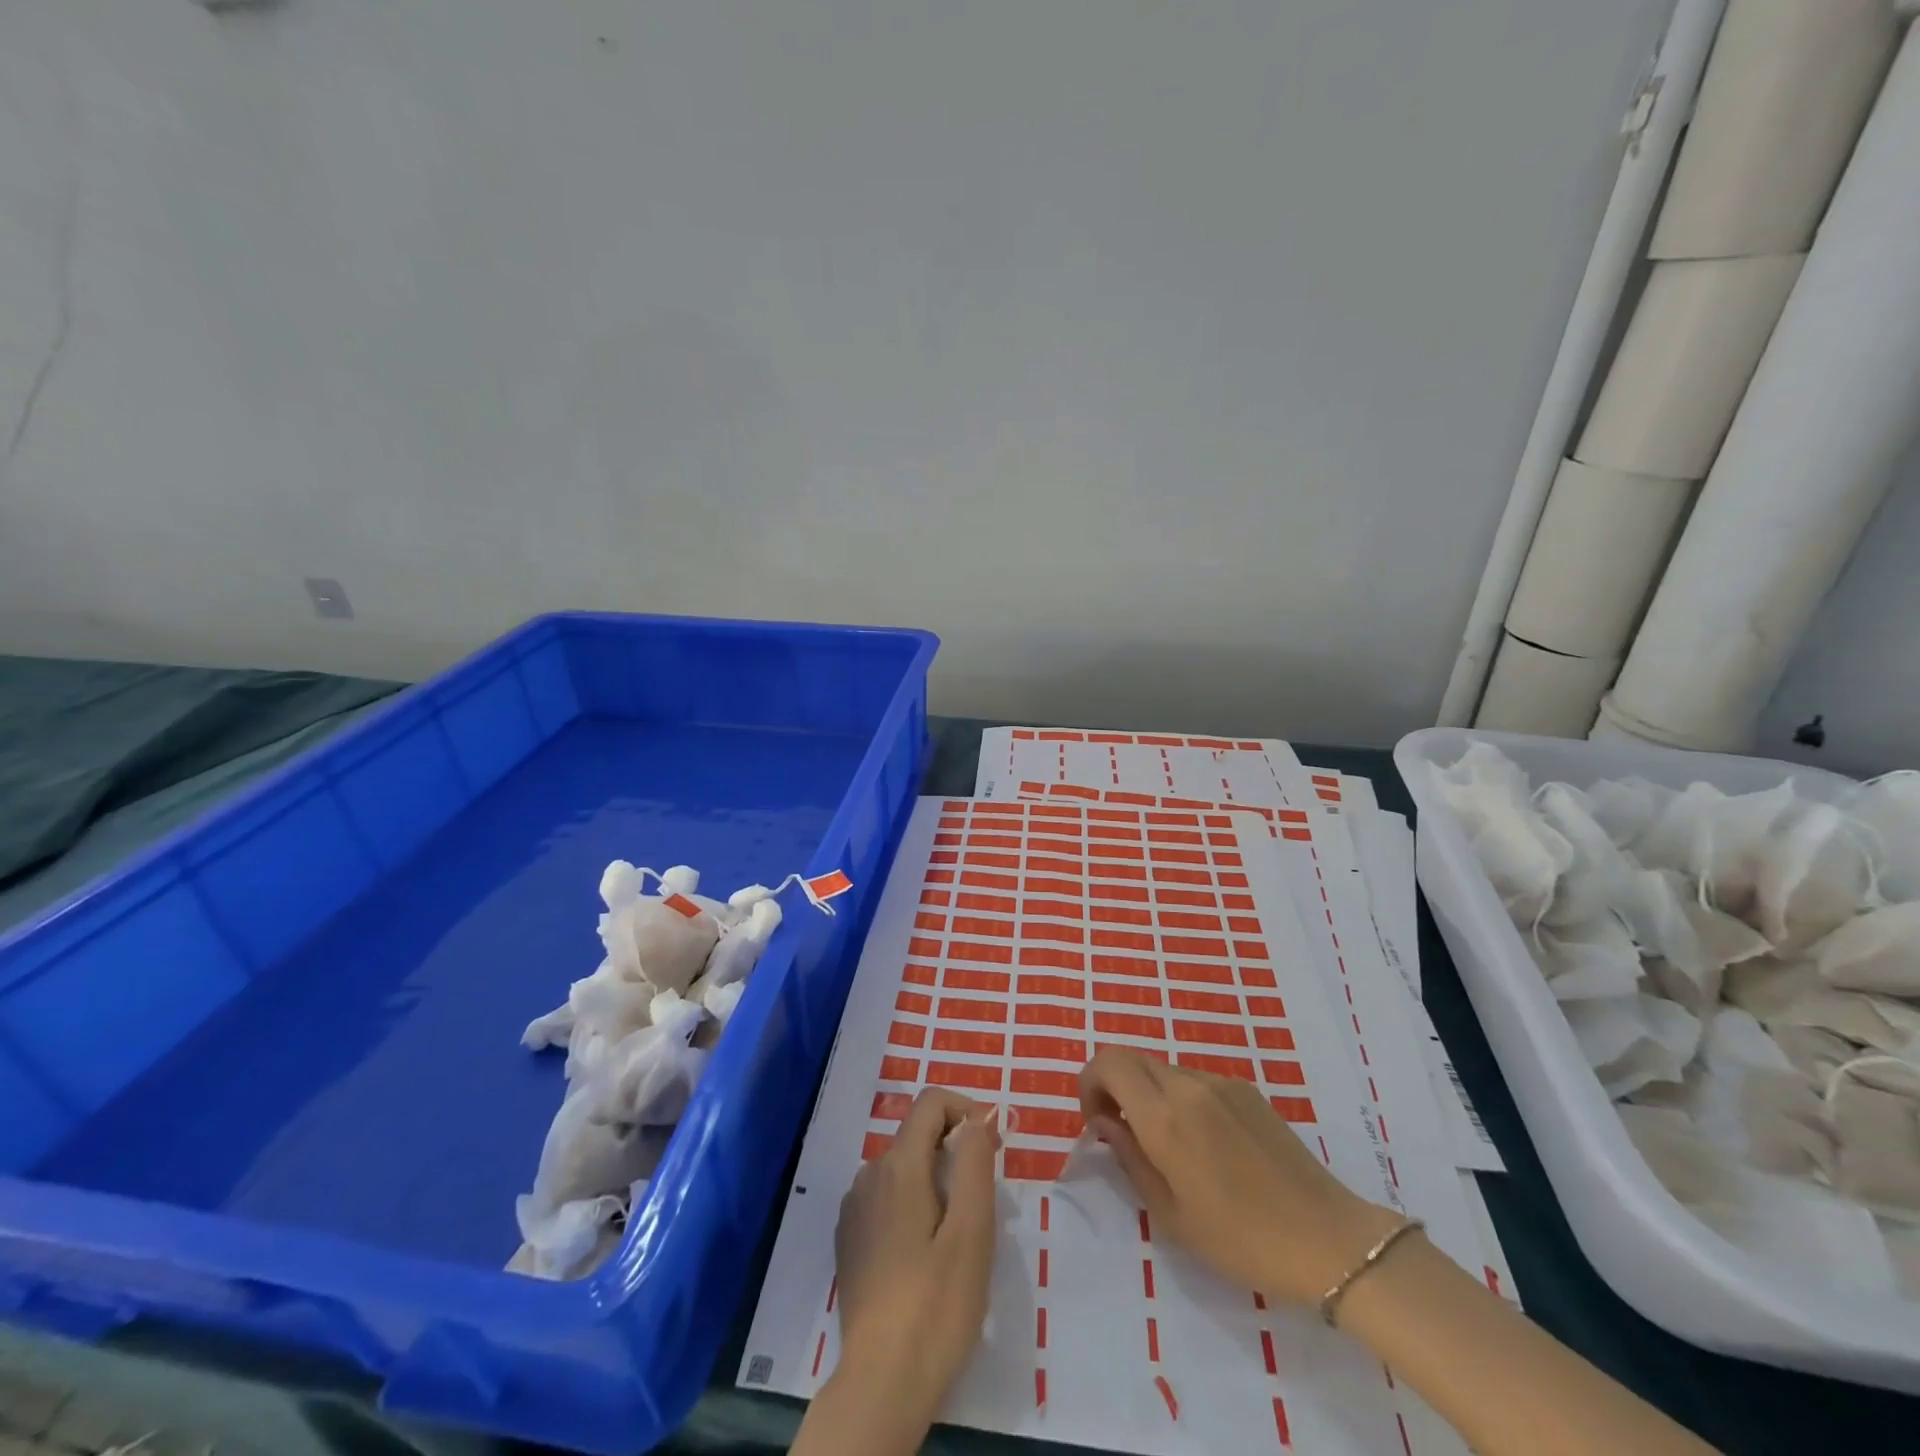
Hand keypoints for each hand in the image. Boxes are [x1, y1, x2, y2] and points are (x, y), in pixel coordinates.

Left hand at [831, 1089, 1001, 1420]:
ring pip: (902, 1167)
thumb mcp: (972, 1231)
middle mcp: (869, 1174)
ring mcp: (854, 1207)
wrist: (881, 1382)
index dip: (965, 1109)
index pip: (930, 1102)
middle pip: (917, 1134)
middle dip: (954, 1149)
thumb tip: (977, 1118)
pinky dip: (912, 1203)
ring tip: (958, 1232)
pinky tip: (925, 1252)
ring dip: (934, 1179)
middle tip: (984, 1198)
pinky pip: (886, 1197)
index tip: (992, 1146)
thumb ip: (974, 1163)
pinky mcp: (849, 1238)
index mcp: (898, 1166)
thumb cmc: (936, 1304)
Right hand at [1078, 1048, 1400, 1304]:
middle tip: (1122, 1132)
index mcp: (1164, 1115)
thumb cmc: (1241, 1239)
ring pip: (1164, 1069)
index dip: (1089, 1082)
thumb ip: (1129, 1157)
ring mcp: (1221, 1082)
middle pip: (1132, 1058)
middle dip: (1115, 1086)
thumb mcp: (1170, 1214)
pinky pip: (1196, 1080)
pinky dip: (1180, 1098)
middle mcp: (1188, 1084)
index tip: (1096, 1120)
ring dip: (1148, 1093)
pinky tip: (1206, 1145)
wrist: (1328, 1240)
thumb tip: (1105, 1121)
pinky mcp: (1246, 1089)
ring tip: (1168, 1145)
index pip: (1108, 1061)